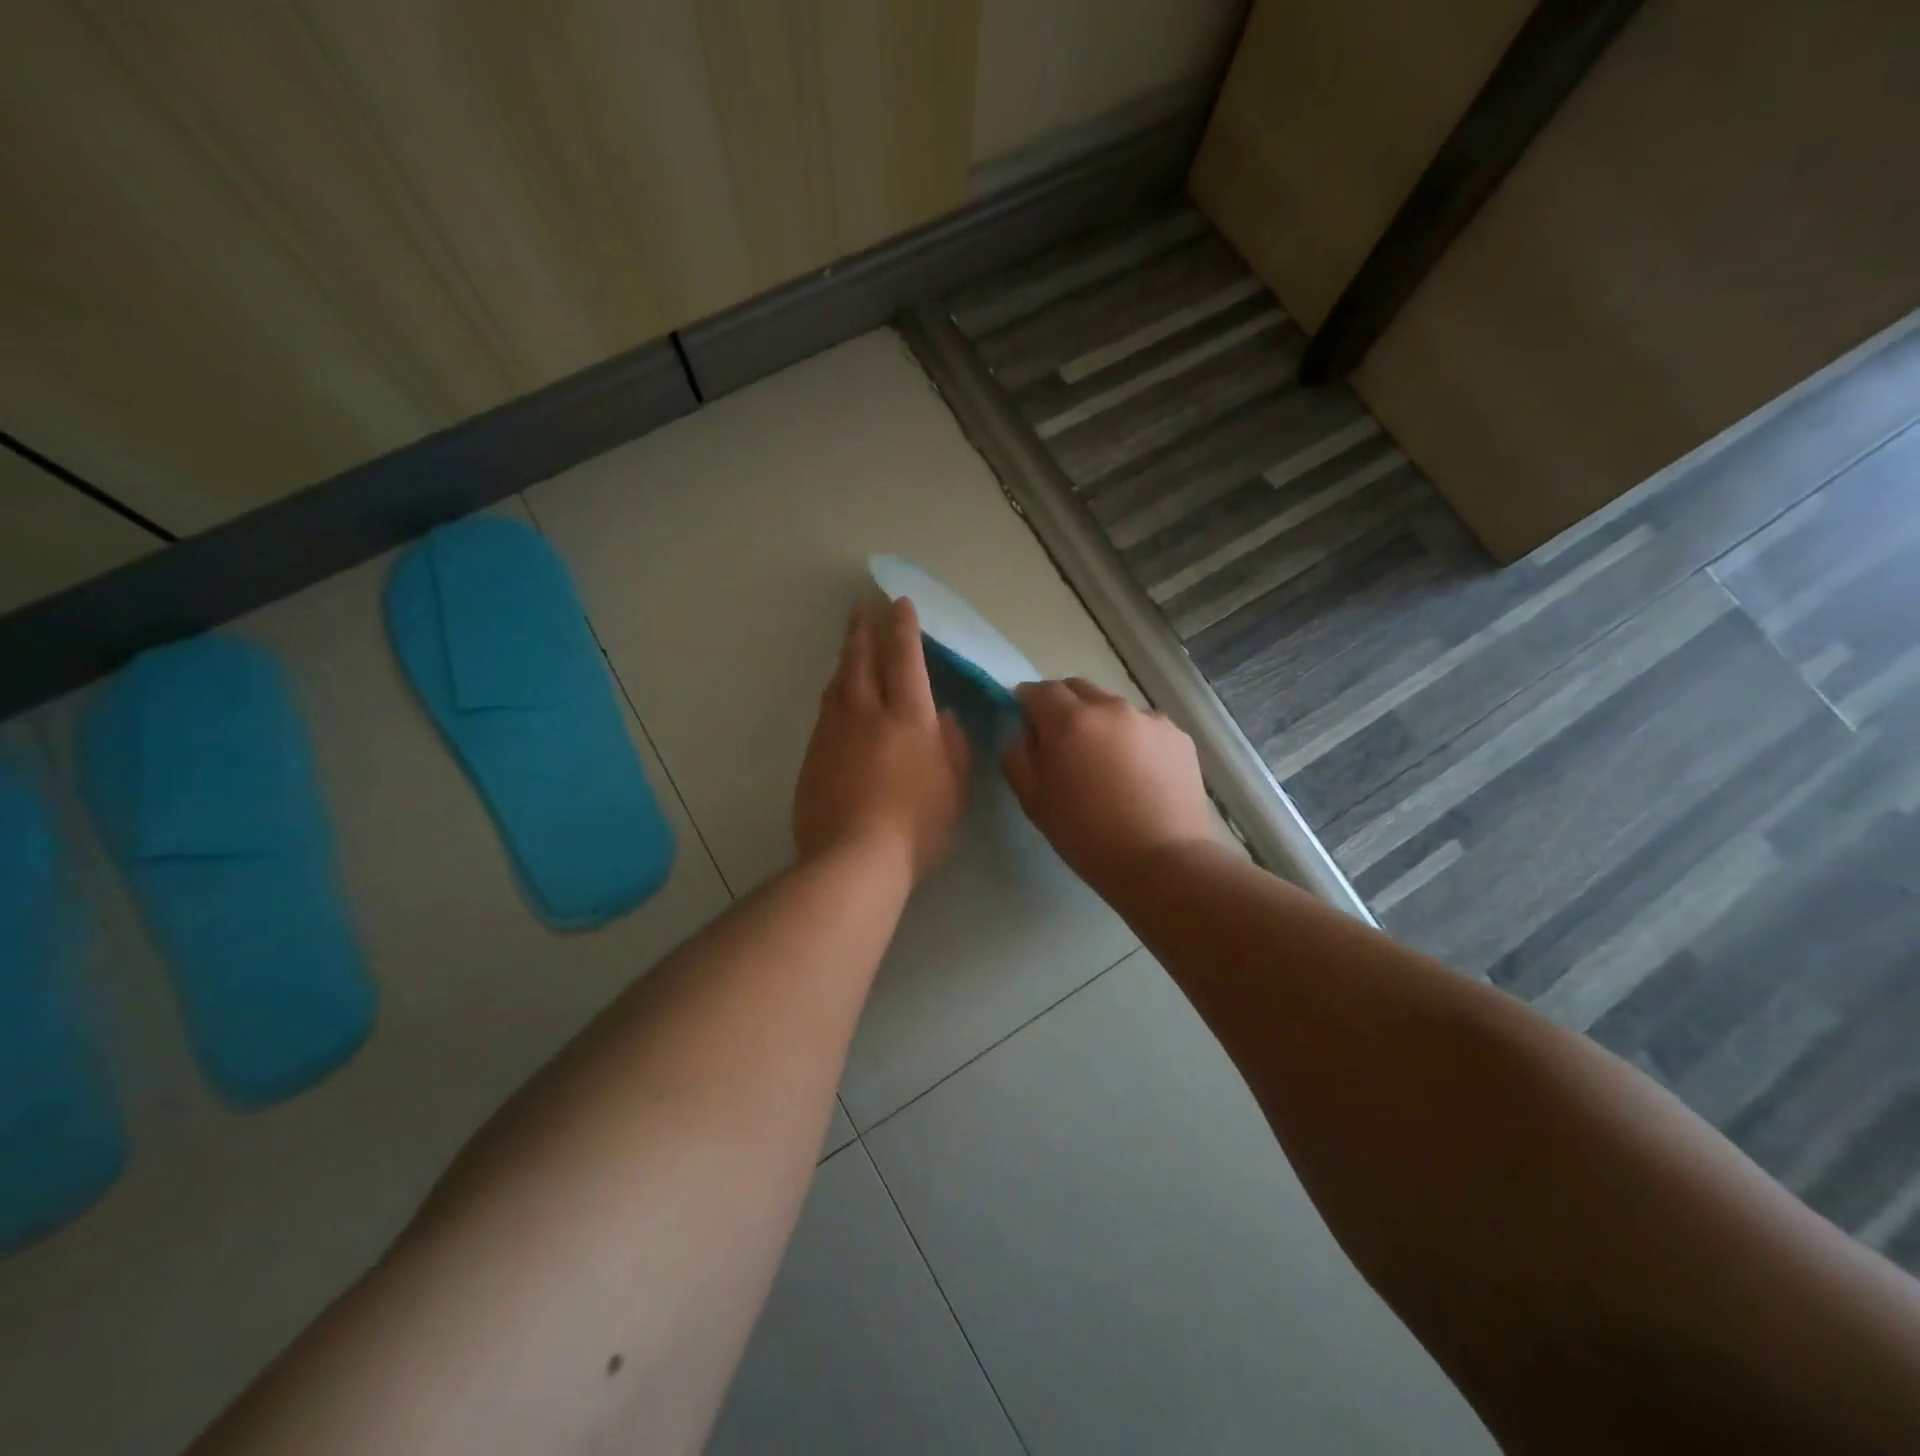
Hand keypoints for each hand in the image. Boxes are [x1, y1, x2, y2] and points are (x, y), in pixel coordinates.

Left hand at [794, 598, 970, 885]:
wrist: (852, 859)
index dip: (903, 627)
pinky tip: (835, 697)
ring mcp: (833, 732)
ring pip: (838, 682)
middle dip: (864, 628)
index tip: (899, 604)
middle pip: (861, 659)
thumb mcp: (954, 789)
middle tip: (861, 606)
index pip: (905, 658)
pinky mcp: (812, 755)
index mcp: (908, 716)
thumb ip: (953, 746)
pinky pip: (825, 711)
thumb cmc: (917, 826)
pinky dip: (833, 693)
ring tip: (850, 644)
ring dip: (845, 657)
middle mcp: (867, 713)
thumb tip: (944, 716)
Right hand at [1002, 679, 1211, 894]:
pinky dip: (1133, 738)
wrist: (1161, 862)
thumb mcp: (1033, 801)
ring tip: (1105, 762)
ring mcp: (1149, 719)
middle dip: (1063, 706)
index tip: (1027, 724)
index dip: (1027, 703)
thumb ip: (1017, 756)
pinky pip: (1144, 726)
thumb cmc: (1086, 836)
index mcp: (1069, 720)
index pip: (1039, 690)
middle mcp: (1110, 707)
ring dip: (1100, 722)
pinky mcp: (1178, 735)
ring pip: (1112, 707)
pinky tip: (1137, 773)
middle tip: (1063, 743)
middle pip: (1077, 688)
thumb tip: (1024, 733)